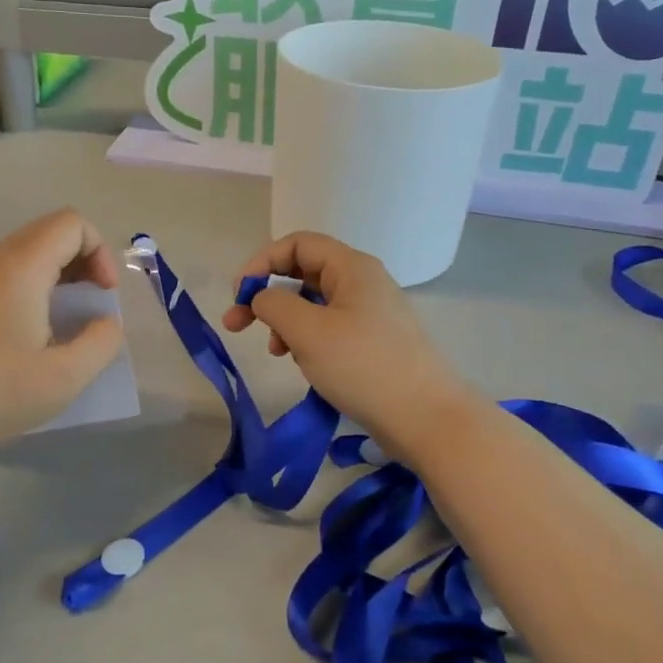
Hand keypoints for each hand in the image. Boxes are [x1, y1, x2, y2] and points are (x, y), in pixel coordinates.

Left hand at [0, 209, 125, 457]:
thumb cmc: (1, 393)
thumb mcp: (69, 375)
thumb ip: (102, 340)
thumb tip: (105, 322)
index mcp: (21, 267)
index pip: (71, 224)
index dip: (98, 252)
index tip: (102, 296)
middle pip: (46, 230)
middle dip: (80, 259)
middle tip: (88, 304)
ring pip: (19, 246)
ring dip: (50, 267)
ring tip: (57, 308)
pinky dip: (15, 271)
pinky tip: (18, 304)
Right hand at [221, 232, 475, 453]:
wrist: (426, 418)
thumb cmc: (363, 365)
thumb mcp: (307, 331)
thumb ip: (274, 303)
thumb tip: (263, 296)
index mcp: (351, 267)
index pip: (297, 244)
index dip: (261, 262)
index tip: (237, 294)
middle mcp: (362, 282)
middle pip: (303, 272)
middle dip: (267, 295)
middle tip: (236, 325)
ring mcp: (370, 313)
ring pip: (314, 304)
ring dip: (285, 321)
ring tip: (275, 351)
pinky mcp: (373, 342)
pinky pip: (329, 328)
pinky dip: (306, 339)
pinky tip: (300, 362)